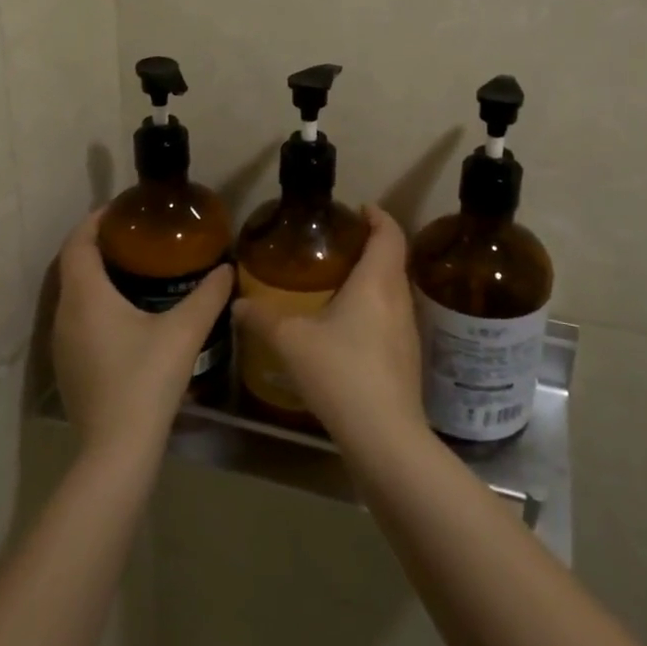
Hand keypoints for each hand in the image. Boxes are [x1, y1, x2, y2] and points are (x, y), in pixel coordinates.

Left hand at [52, 209, 233, 458]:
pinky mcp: (68, 368)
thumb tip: (227, 269)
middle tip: (136, 238)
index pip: (78, 243)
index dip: (95, 221)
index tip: (121, 210)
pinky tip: (126, 318)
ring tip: (134, 271)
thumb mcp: (184, 332)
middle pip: (74, 266)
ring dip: (96, 277)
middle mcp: (65, 315)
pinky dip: (95, 305)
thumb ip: (208, 296)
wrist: (117, 449)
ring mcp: (61, 345)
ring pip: (74, 296)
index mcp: (86, 296)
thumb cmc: (146, 379)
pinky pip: (77, 320)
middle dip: (99, 246)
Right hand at [234, 204, 426, 449]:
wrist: (385, 437)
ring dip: (373, 278)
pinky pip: (391, 317)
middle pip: (393, 259)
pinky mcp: (406, 358)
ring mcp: (407, 331)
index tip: (359, 208)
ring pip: (393, 290)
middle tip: (339, 244)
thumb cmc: (341, 374)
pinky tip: (347, 327)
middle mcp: (399, 299)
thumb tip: (238, 303)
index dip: (378, 215)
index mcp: (377, 282)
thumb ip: (263, 319)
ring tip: (339, 281)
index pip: (389, 233)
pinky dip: (373, 308)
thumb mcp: (292, 342)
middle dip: (371, 245)